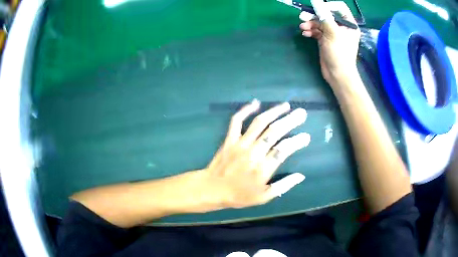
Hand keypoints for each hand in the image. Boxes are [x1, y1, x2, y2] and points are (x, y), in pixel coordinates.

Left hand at [203, 100, 309, 208]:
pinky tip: (256, 103)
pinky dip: (245, 110)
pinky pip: (237, 121)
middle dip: (290, 121)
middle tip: (302, 113)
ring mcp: (240, 143)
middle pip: (274, 132)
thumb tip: (301, 176)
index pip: (284, 150)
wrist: (212, 189)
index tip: (306, 136)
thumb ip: (283, 186)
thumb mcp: (263, 197)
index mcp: (263, 168)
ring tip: (286, 105)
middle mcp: (253, 153)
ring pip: (259, 123)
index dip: (297, 142)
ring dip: (274, 112)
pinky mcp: (230, 139)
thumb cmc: (239, 195)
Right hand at [299, 1, 360, 84]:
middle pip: (326, 14)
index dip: (327, 6)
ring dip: (310, 24)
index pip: (339, 8)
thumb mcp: (333, 33)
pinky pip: (316, 31)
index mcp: (348, 24)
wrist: (337, 74)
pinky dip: (310, 31)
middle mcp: (341, 27)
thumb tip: (316, 2)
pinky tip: (305, 34)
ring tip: (303, 28)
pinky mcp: (325, 39)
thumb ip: (324, 16)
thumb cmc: (340, 54)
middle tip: (303, 17)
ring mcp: (332, 33)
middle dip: (314, 15)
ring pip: (319, 22)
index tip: (318, 9)